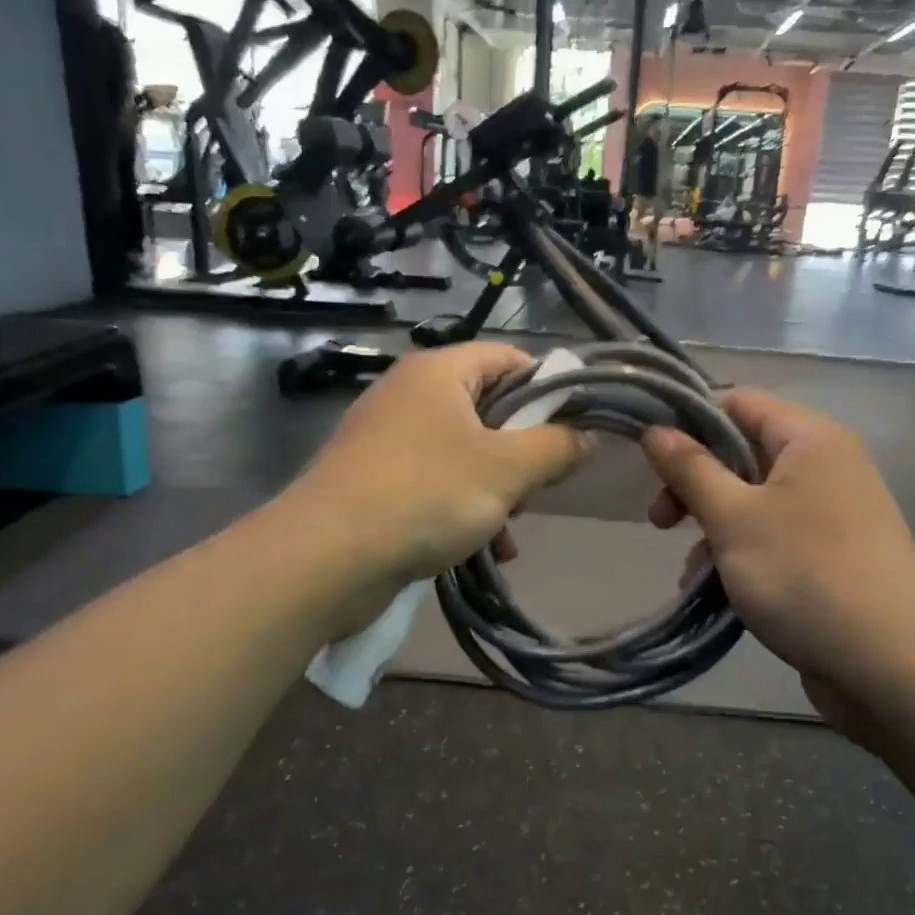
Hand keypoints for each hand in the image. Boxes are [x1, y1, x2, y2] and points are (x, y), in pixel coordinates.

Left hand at [292, 343, 591, 591]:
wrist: (325, 557)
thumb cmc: (425, 495)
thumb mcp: (507, 470)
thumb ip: (557, 447)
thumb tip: (589, 433)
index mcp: (440, 372)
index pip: (510, 358)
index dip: (549, 388)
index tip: (573, 430)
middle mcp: (411, 394)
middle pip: (490, 407)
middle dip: (523, 450)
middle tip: (539, 486)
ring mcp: (389, 438)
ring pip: (466, 452)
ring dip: (499, 489)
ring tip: (511, 526)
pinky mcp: (377, 480)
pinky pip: (437, 483)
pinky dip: (465, 508)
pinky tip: (486, 549)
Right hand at [641, 390, 914, 737]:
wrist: (892, 666)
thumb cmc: (804, 575)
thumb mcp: (733, 518)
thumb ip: (690, 470)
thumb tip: (655, 430)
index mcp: (810, 439)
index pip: (739, 403)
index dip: (689, 422)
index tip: (649, 458)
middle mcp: (826, 465)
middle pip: (743, 454)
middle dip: (696, 485)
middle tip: (660, 521)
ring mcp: (832, 513)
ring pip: (753, 501)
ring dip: (714, 529)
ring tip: (691, 572)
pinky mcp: (831, 555)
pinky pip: (773, 537)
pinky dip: (741, 555)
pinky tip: (716, 591)